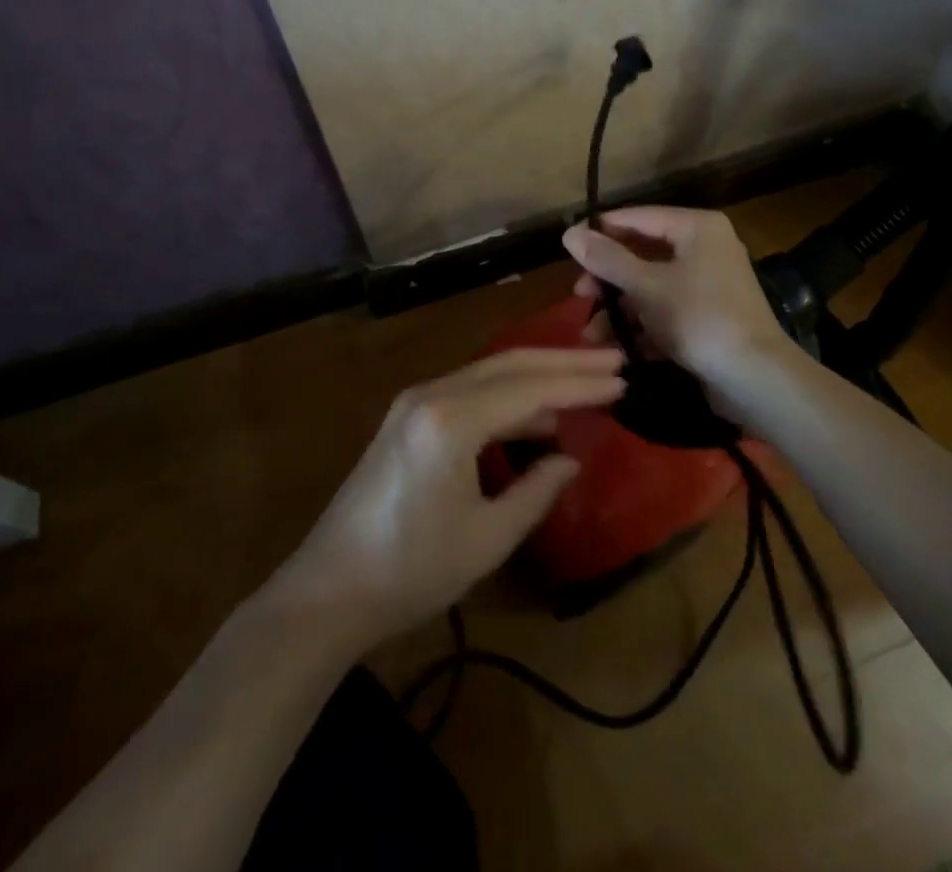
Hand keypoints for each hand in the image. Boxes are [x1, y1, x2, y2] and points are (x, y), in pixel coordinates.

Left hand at [275, 348, 623, 650]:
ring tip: (587, 384)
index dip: (580, 384)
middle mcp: (432, 394)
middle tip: (614, 362)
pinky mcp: (408, 416)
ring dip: (538, 376)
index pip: (530, 388)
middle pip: (510, 365)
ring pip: (490, 373)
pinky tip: (536, 415)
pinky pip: (470, 392)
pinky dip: (509, 397)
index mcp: (451, 420)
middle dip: (565, 363)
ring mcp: (415, 401)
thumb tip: (568, 459)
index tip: (622, 380)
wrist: (328, 590)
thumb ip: (536, 491)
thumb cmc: (412, 570)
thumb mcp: (487, 538)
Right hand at [561, 207, 801, 419]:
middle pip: (643, 253)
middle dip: (608, 278)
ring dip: (620, 309)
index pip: (638, 217)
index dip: (602, 231)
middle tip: (579, 295)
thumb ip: (607, 259)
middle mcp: (705, 248)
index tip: (568, 250)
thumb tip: (569, 232)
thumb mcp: (646, 286)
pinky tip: (618, 349)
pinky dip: (643, 326)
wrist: (755, 378)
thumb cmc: (699, 318)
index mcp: (696, 228)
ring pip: (652, 286)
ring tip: (592, 335)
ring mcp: (708, 284)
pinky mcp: (708, 316)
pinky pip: (666, 311)